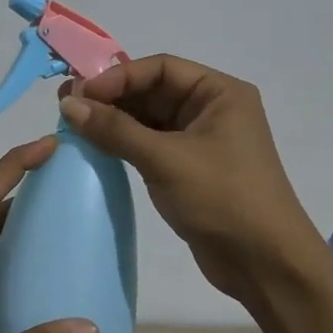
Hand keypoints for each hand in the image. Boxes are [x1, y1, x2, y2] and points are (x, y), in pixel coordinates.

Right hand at [59, 55, 326, 303]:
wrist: (265, 264)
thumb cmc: (222, 199)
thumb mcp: (165, 160)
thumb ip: (115, 129)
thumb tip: (69, 104)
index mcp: (220, 93)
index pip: (161, 68)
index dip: (118, 77)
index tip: (80, 93)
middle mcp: (212, 110)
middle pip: (154, 90)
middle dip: (112, 97)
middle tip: (67, 106)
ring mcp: (202, 141)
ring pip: (150, 119)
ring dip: (115, 121)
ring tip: (73, 125)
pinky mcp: (190, 169)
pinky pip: (152, 145)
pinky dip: (125, 144)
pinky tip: (96, 147)